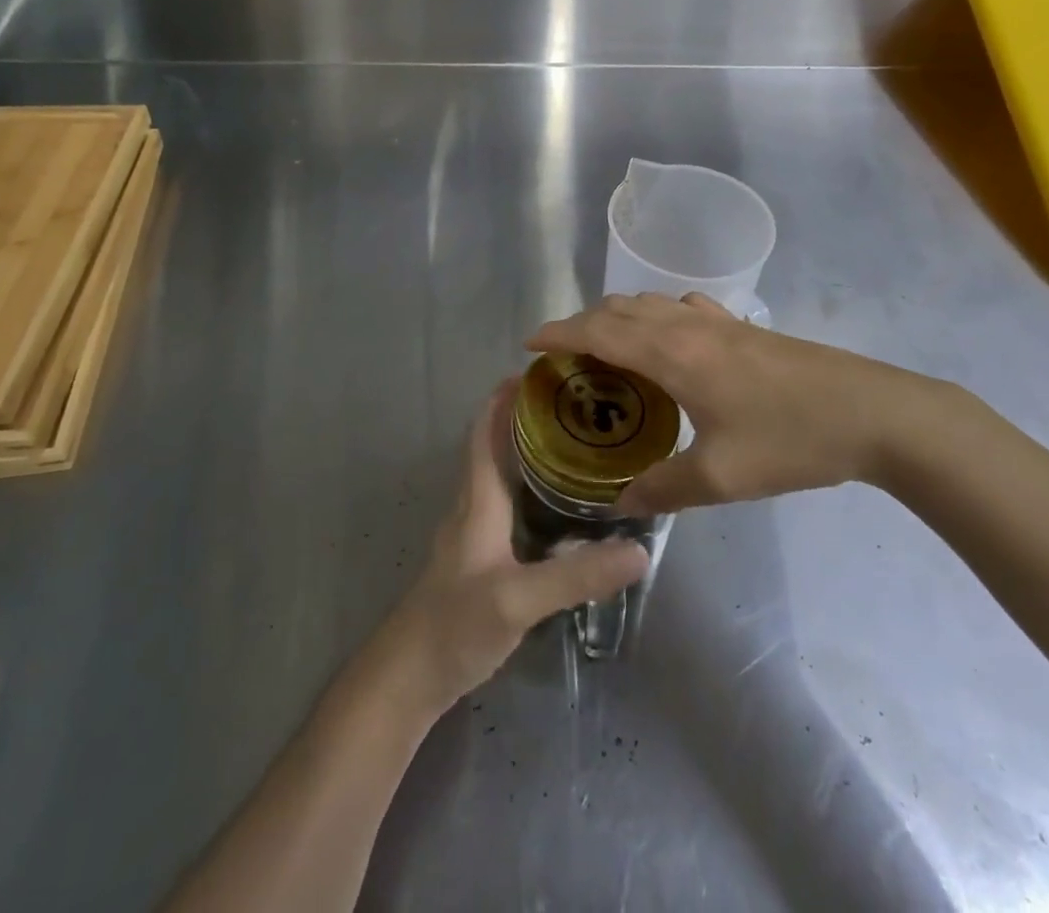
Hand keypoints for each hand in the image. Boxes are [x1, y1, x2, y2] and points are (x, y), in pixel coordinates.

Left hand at [380, 379, 648, 714]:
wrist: (409, 677)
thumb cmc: (455, 625)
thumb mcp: (518, 599)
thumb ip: (576, 576)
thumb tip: (639, 550)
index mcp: (478, 500)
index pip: (485, 433)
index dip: (503, 399)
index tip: (537, 373)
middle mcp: (473, 507)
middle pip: (494, 448)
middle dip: (525, 420)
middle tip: (573, 406)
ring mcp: (473, 535)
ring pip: (500, 477)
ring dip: (527, 453)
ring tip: (573, 445)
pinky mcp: (478, 560)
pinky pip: (506, 506)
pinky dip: (529, 490)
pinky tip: (558, 507)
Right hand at [526, 293, 977, 514]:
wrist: (874, 412)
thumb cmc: (791, 440)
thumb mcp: (722, 478)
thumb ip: (664, 488)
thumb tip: (621, 503)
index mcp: (672, 354)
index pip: (598, 331)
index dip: (559, 333)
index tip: (530, 344)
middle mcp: (686, 326)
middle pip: (618, 309)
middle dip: (582, 323)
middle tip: (564, 355)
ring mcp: (718, 320)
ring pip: (650, 302)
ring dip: (618, 316)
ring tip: (606, 346)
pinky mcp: (744, 326)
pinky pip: (683, 306)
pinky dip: (657, 314)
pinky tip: (669, 338)